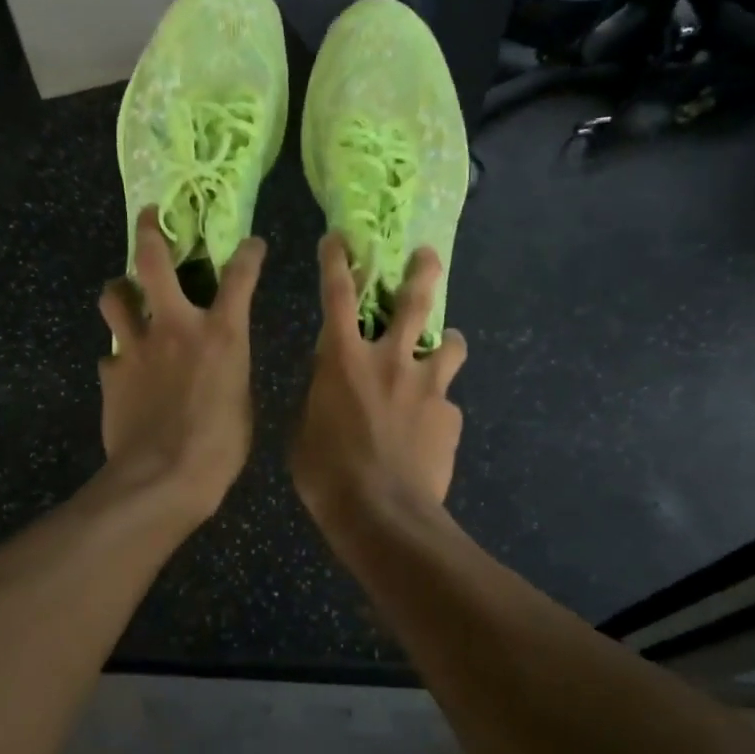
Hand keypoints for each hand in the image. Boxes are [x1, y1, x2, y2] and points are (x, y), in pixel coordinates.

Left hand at [98, 207, 263, 521]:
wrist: (163, 478)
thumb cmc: (220, 445)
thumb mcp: (241, 399)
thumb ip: (228, 367)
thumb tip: (217, 361)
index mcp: (220, 333)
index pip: (240, 276)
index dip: (249, 254)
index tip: (252, 244)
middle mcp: (175, 326)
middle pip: (153, 261)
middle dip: (150, 231)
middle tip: (150, 217)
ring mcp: (136, 346)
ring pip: (114, 296)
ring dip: (119, 290)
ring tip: (124, 294)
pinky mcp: (111, 372)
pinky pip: (110, 354)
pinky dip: (118, 357)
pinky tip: (124, 371)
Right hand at [291, 235, 466, 519]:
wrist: (384, 516)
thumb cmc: (328, 475)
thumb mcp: (304, 431)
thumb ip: (320, 397)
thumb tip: (331, 388)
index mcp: (343, 359)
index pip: (337, 295)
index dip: (337, 261)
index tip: (340, 237)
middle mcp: (389, 360)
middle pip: (412, 302)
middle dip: (421, 272)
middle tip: (427, 255)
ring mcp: (427, 386)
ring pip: (448, 344)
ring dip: (445, 340)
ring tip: (445, 345)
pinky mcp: (450, 415)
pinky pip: (446, 402)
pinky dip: (438, 407)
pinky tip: (430, 431)